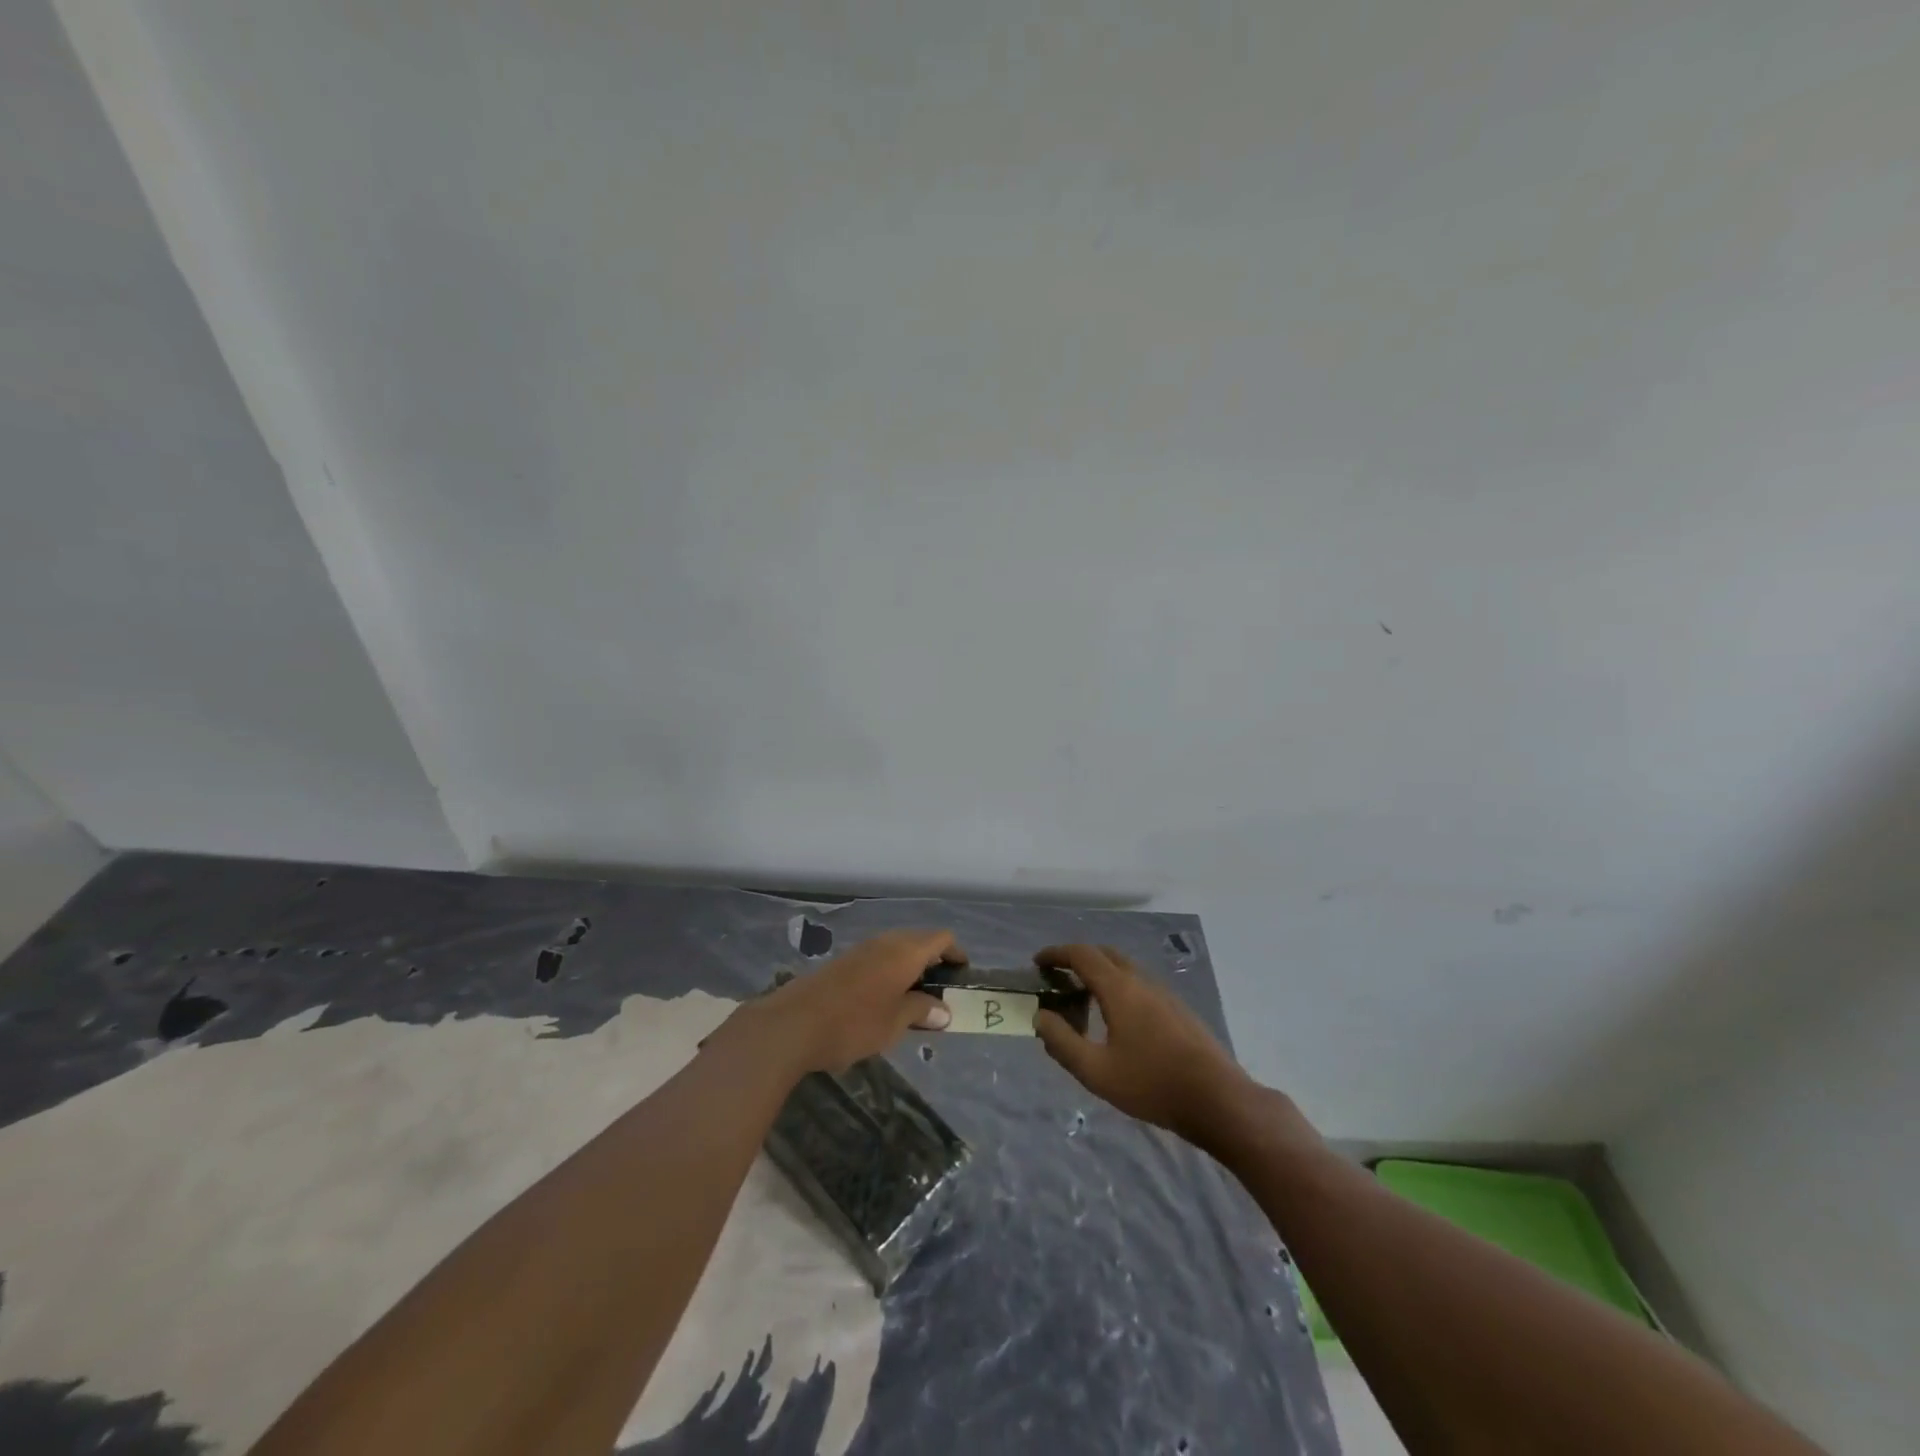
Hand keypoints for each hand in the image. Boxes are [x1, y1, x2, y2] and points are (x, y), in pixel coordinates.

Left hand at [749, 928, 962, 1075]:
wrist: (793, 1024)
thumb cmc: (854, 1023)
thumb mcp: (895, 1023)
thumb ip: (921, 1011)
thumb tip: (943, 1010)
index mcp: (905, 952)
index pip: (941, 938)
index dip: (955, 952)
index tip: (962, 975)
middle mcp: (885, 942)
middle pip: (918, 940)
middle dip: (933, 961)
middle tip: (941, 991)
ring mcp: (860, 950)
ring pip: (895, 949)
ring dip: (909, 968)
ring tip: (914, 999)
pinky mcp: (842, 962)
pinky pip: (877, 959)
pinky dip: (889, 972)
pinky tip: (883, 1000)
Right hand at [1032, 944, 1255, 1145]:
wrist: (1218, 1099)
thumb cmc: (1152, 1084)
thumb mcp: (1096, 1071)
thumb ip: (1062, 1042)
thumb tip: (1041, 1017)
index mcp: (1119, 988)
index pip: (1082, 955)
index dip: (1056, 954)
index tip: (1038, 962)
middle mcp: (1141, 981)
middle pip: (1104, 954)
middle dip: (1077, 959)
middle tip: (1058, 978)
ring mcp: (1164, 993)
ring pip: (1125, 969)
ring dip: (1100, 973)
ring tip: (1083, 1000)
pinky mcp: (1178, 1009)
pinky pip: (1140, 984)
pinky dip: (1118, 987)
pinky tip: (1117, 1020)